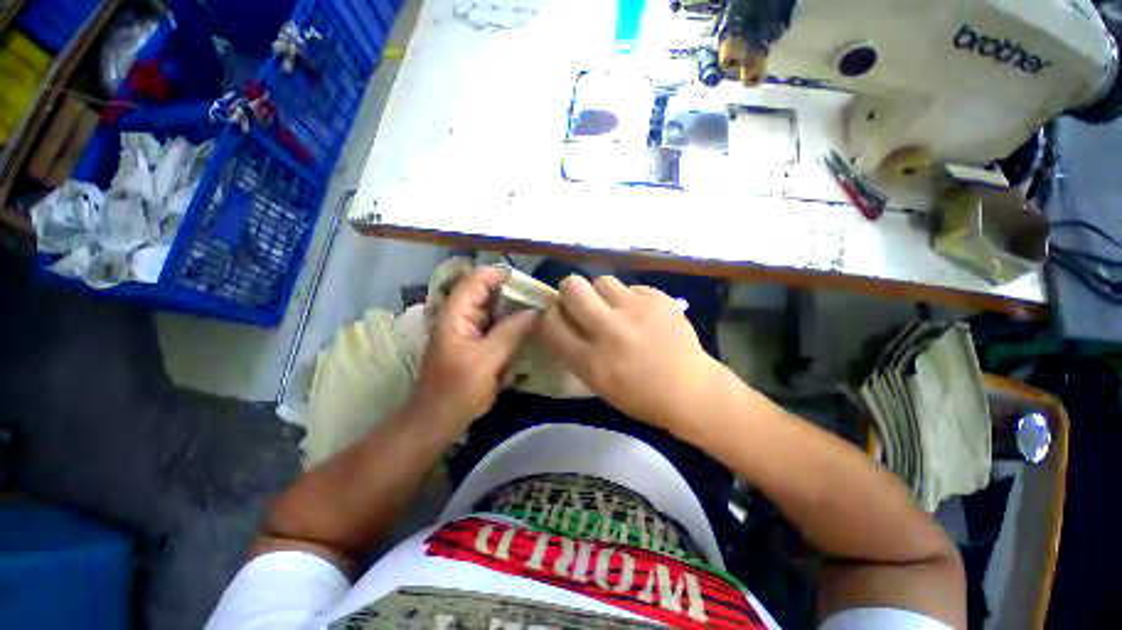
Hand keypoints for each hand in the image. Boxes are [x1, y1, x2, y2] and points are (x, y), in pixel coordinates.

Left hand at [411, 266, 539, 432]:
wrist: (437, 421)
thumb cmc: (456, 391)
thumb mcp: (486, 360)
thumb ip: (511, 332)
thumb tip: (537, 311)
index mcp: (457, 312)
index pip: (481, 278)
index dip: (506, 276)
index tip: (534, 287)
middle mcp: (464, 314)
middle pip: (492, 291)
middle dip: (518, 295)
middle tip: (545, 303)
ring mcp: (472, 328)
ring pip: (499, 309)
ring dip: (519, 311)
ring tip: (544, 316)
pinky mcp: (480, 342)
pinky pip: (501, 326)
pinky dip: (516, 327)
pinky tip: (532, 333)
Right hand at [539, 275, 724, 434]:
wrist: (690, 390)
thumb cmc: (640, 395)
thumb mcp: (597, 382)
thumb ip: (575, 351)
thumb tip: (562, 319)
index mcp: (591, 361)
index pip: (552, 322)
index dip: (551, 314)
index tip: (559, 315)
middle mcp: (610, 331)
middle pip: (572, 287)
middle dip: (570, 291)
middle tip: (580, 301)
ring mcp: (637, 312)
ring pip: (602, 280)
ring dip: (602, 293)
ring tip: (615, 307)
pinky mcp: (659, 300)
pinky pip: (632, 287)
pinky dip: (631, 298)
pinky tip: (641, 313)